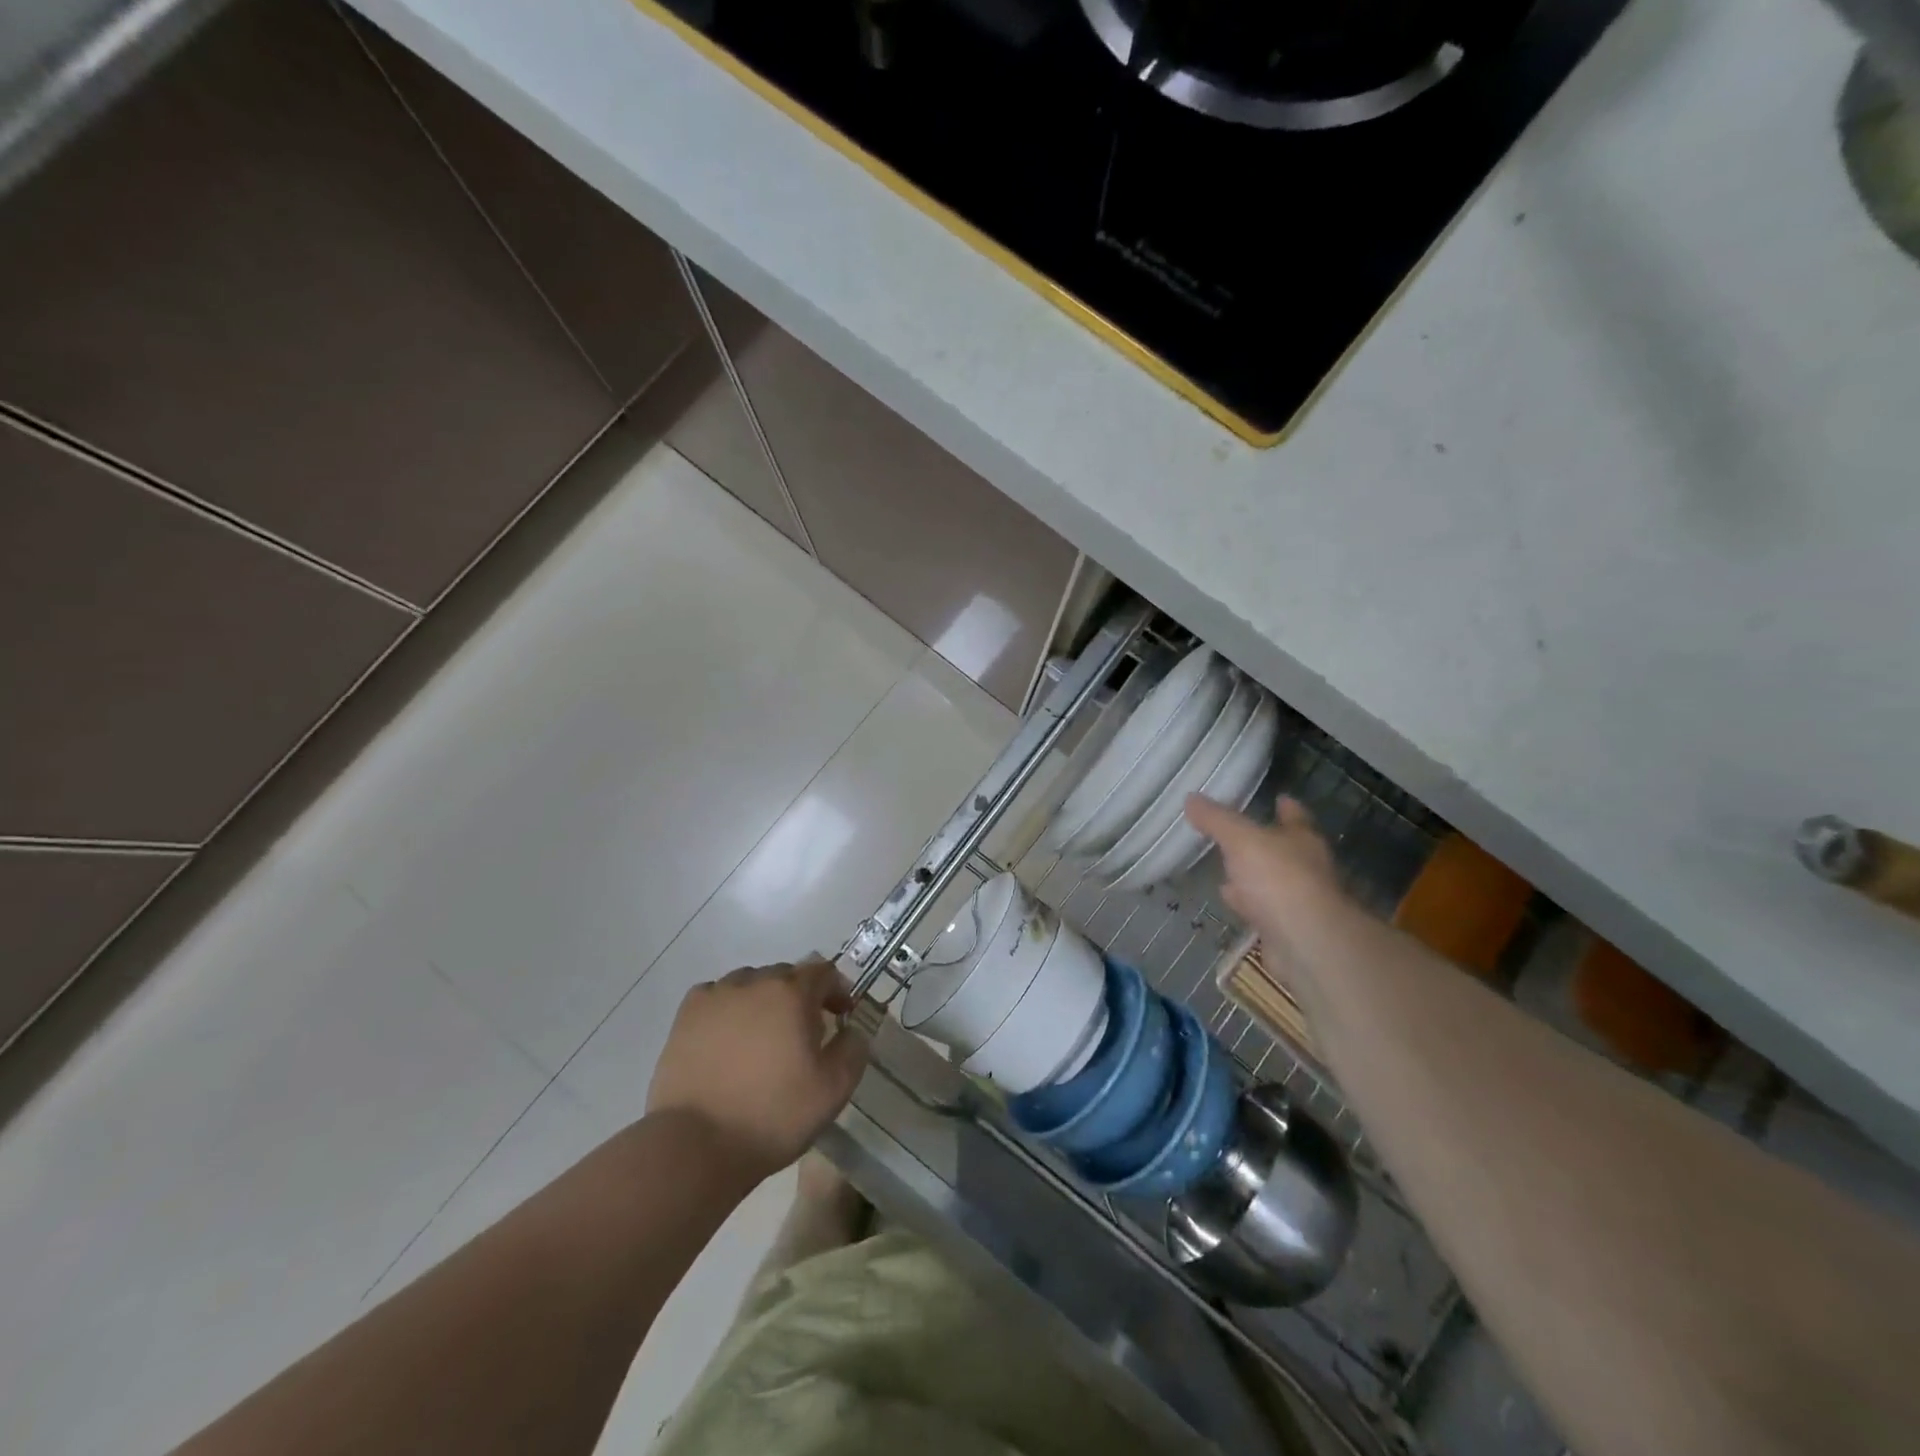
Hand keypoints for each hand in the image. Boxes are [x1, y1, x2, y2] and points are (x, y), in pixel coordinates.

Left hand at [647, 959, 869, 1181]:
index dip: (837, 991)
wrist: (697, 1145)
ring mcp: (715, 996)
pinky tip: (728, 1038)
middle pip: (785, 975)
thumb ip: (853, 1048)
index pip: (823, 971)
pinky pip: (716, 997)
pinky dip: (728, 1009)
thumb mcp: (834, 1089)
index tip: (840, 1017)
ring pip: (749, 984)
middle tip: (804, 1034)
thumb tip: (851, 1029)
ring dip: (763, 1001)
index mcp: (792, 992)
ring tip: (763, 1037)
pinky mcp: (686, 1016)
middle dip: (800, 997)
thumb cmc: (773, 1115)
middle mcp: (754, 982)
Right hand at [1185, 795, 1349, 956]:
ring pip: (1271, 880)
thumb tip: (1191, 797)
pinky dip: (1246, 902)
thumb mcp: (1241, 840)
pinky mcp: (1285, 928)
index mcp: (1303, 840)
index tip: (1277, 798)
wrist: (1305, 944)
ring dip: (1252, 874)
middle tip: (1238, 832)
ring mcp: (1298, 900)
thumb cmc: (1279, 879)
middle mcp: (1306, 867)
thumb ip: (1217, 820)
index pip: (1296, 816)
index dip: (1286, 806)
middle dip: (1265, 842)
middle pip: (1284, 849)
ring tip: (1225, 864)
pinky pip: (1261, 907)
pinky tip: (1228, 898)